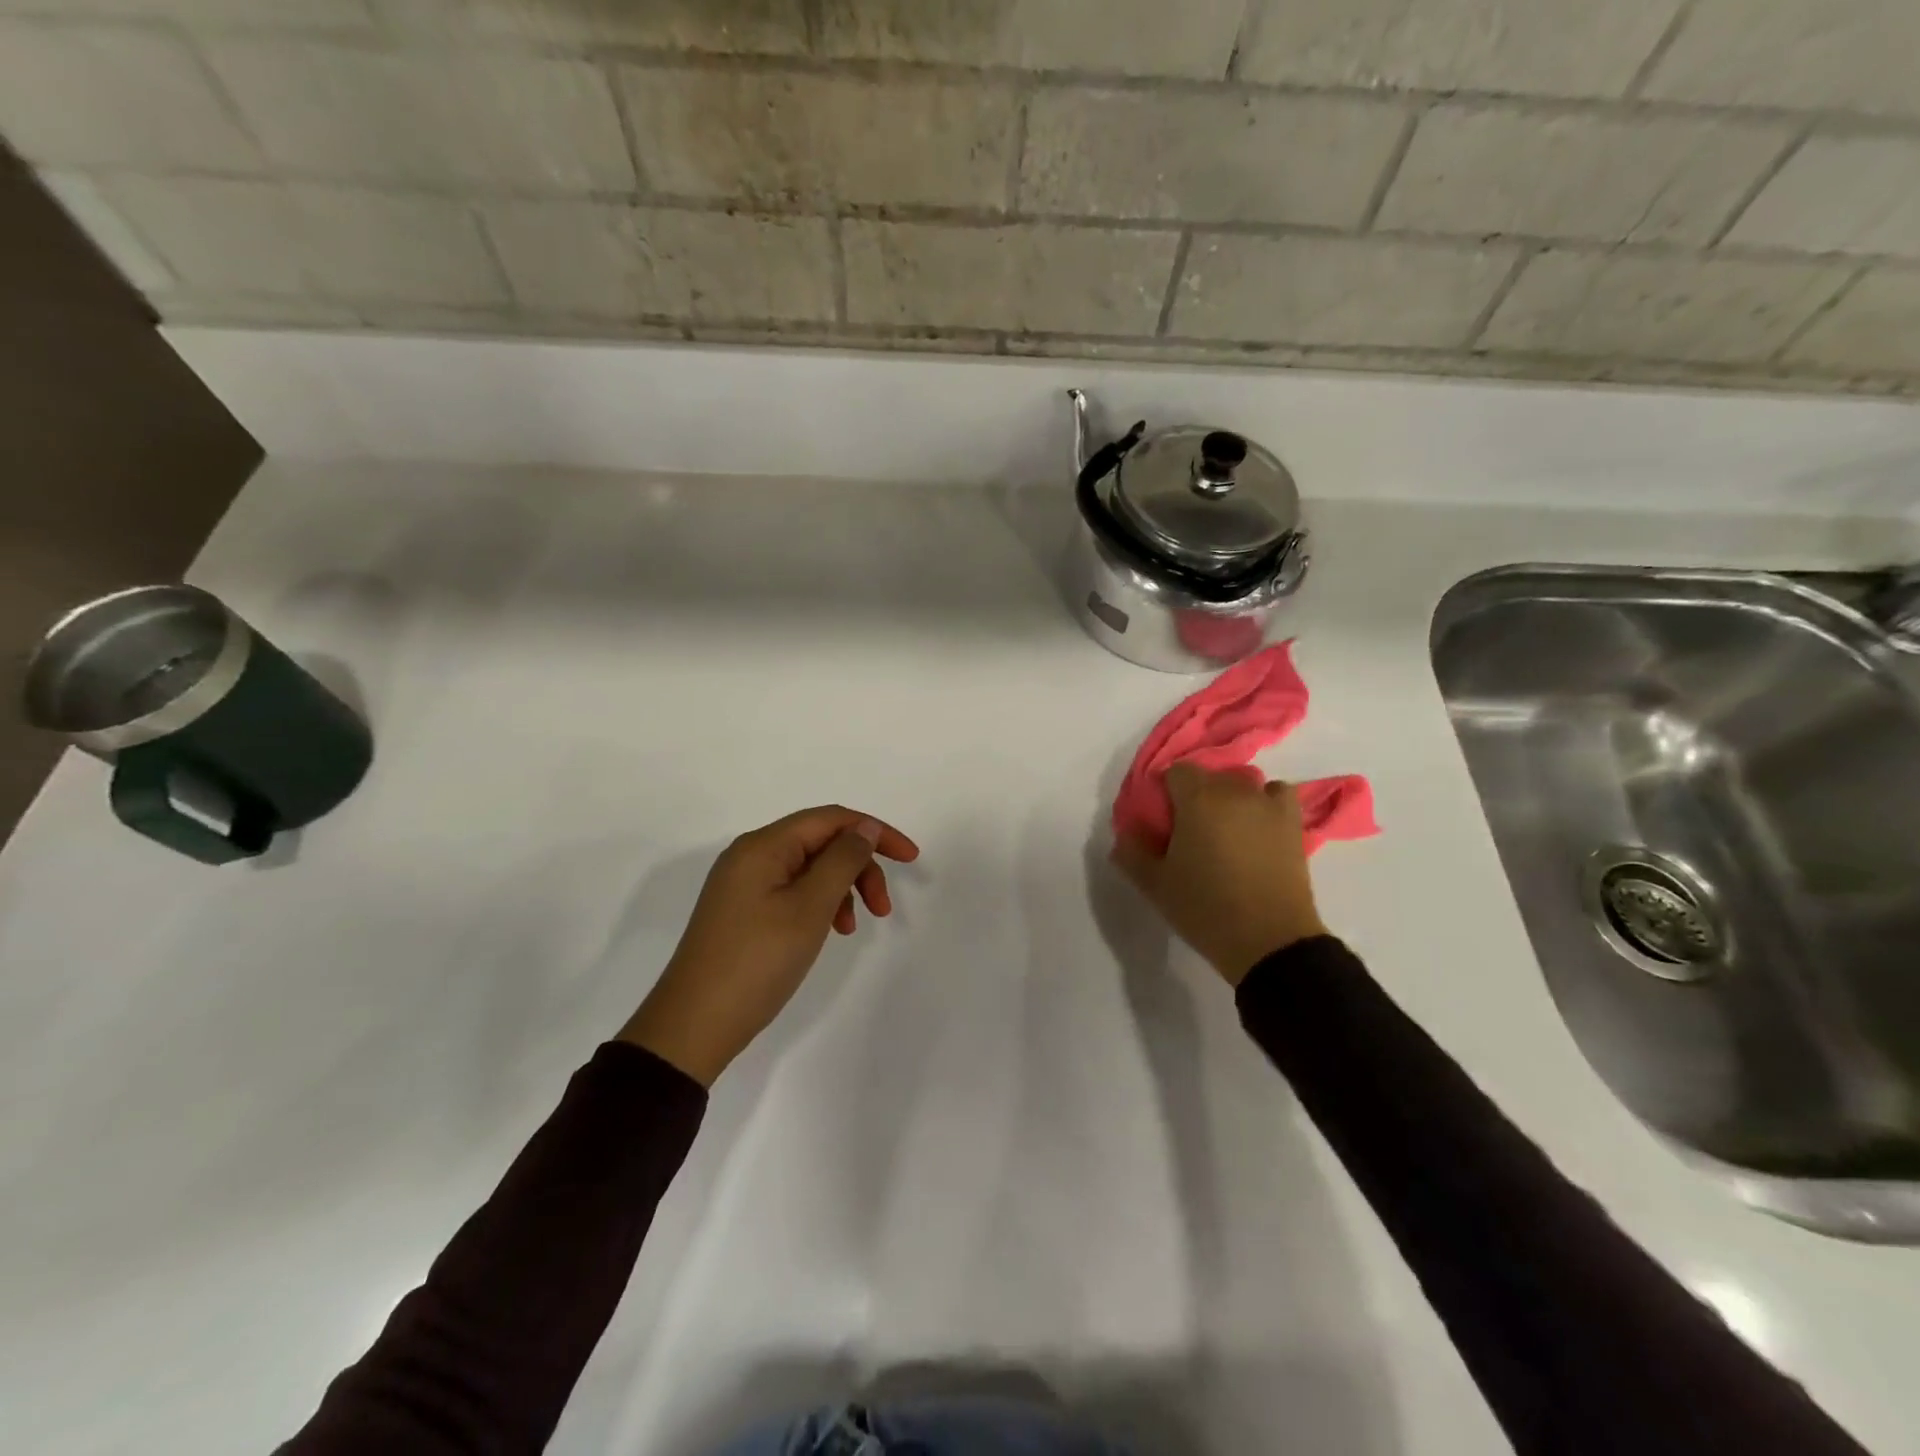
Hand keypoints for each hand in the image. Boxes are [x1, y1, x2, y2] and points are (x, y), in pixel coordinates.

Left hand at [620, 806, 920, 1085]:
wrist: (693, 1026)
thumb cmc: (757, 961)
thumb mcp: (810, 907)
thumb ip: (843, 860)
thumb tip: (864, 828)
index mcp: (764, 845)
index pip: (832, 819)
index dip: (876, 832)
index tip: (911, 858)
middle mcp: (751, 855)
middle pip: (821, 842)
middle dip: (859, 867)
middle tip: (883, 908)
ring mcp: (744, 884)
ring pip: (809, 869)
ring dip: (842, 889)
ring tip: (852, 928)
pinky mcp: (742, 911)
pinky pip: (793, 892)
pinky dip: (819, 905)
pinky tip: (828, 931)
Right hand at [1113, 763, 1327, 985]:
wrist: (1269, 940)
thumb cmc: (1205, 908)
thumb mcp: (1154, 885)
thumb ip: (1132, 851)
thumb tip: (1126, 831)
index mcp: (1197, 799)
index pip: (1176, 772)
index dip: (1166, 793)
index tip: (1163, 823)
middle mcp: (1234, 791)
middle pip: (1209, 777)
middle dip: (1196, 797)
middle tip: (1190, 834)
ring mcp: (1268, 805)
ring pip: (1242, 784)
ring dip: (1230, 799)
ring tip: (1225, 832)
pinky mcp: (1293, 823)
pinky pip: (1277, 795)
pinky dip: (1266, 802)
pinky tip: (1257, 826)